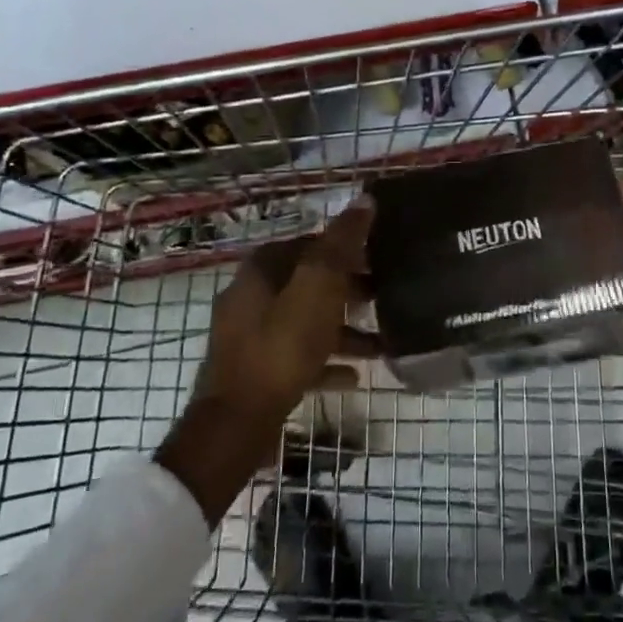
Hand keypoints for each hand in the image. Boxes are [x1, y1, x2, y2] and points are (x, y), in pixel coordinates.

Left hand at [190, 199, 376, 424]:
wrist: (237, 421)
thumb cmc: (282, 346)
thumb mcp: (319, 288)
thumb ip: (342, 244)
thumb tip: (365, 199)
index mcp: (263, 268)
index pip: (311, 243)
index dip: (348, 248)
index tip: (381, 259)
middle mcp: (252, 294)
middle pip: (309, 282)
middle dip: (349, 290)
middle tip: (385, 297)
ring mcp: (250, 334)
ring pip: (306, 321)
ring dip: (343, 330)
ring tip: (381, 345)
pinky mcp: (255, 369)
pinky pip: (298, 356)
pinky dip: (326, 361)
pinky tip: (354, 377)